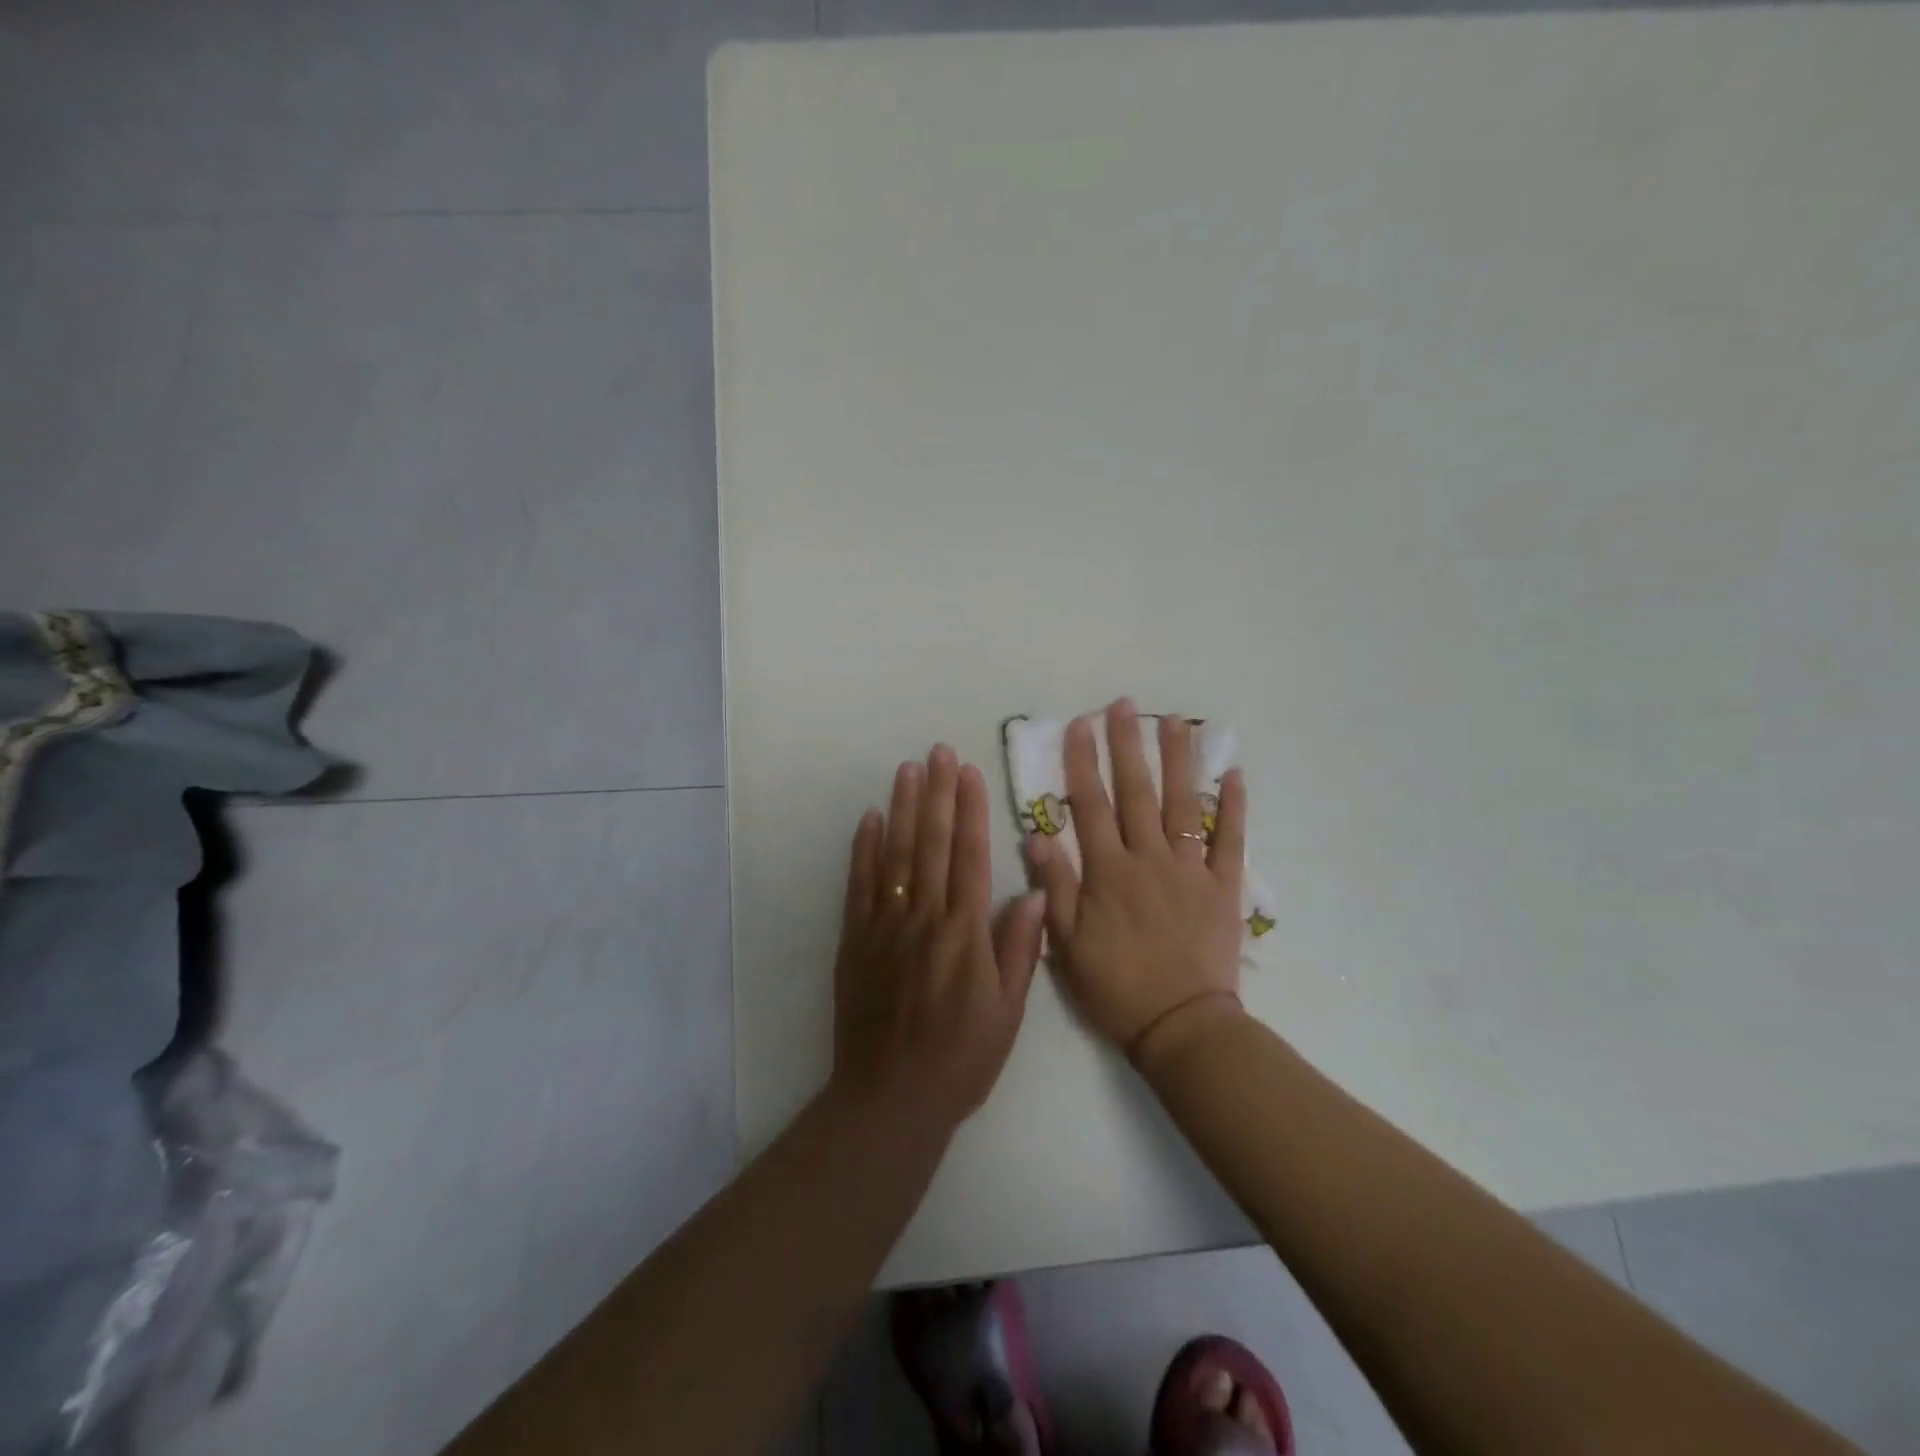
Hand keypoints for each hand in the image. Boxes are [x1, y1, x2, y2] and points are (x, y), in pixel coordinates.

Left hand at [831, 745, 1048, 1135]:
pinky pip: (858, 886)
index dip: (970, 810)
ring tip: (908, 769)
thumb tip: (1032, 890)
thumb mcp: (1007, 1011)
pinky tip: (869, 818)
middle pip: (931, 843)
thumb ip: (1019, 948)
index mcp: (965, 933)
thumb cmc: (961, 1058)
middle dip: (937, 793)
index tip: (970, 772)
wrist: (891, 1097)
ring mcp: (884, 927)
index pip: (969, 856)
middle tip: (938, 751)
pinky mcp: (854, 941)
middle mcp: (924, 918)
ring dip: (902, 808)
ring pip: (894, 854)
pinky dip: (863, 849)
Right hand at [1025, 699, 1248, 1059]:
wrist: (1181, 1027)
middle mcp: (1149, 859)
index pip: (1091, 805)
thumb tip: (1036, 835)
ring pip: (1183, 804)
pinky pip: (1231, 840)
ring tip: (1175, 721)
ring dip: (1178, 760)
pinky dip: (1234, 807)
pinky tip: (1233, 773)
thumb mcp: (1067, 944)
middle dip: (1127, 745)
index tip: (1079, 725)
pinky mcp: (1223, 887)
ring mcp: (1190, 869)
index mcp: (1108, 872)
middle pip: (1136, 792)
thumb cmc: (1116, 987)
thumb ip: (1054, 886)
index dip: (1082, 762)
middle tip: (1124, 706)